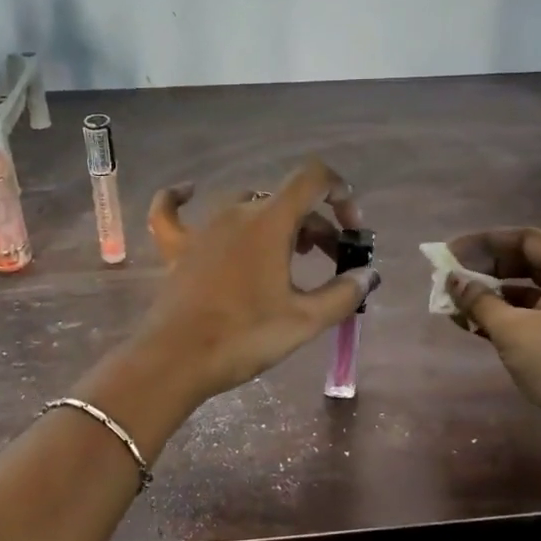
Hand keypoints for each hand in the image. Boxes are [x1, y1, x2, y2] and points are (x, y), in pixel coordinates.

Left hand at [134, 157, 378, 402]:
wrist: (177, 360)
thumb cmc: (245, 336)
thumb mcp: (304, 320)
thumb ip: (342, 293)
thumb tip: (367, 275)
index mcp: (270, 222)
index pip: (312, 180)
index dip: (339, 192)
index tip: (352, 227)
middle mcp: (236, 212)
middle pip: (285, 201)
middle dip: (316, 224)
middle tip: (331, 261)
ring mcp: (202, 227)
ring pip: (247, 207)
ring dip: (275, 222)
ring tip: (288, 253)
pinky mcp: (177, 248)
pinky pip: (173, 212)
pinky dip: (182, 199)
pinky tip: (188, 191)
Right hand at [443, 227, 540, 431]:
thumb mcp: (512, 330)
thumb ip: (479, 301)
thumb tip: (452, 280)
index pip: (524, 238)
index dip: (484, 242)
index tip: (451, 252)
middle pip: (524, 261)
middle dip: (484, 268)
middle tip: (450, 277)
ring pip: (525, 289)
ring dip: (490, 294)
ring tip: (454, 302)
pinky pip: (531, 312)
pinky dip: (503, 314)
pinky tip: (473, 324)